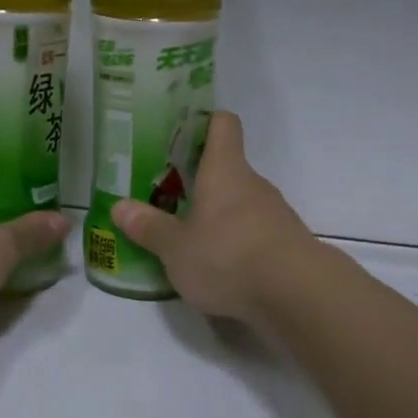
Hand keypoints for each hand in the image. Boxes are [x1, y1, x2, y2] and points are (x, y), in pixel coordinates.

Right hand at [112, 111, 315, 323]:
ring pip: (241, 203)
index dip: (204, 122)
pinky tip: (219, 267)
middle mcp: (253, 184)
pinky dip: (237, 243)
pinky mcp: (287, 244)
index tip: (181, 133)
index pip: (222, 125)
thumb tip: (119, 206)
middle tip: (168, 196)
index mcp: (224, 170)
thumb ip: (149, 227)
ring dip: (218, 215)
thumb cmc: (228, 255)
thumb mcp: (176, 247)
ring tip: (189, 238)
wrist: (298, 295)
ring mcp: (275, 214)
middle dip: (200, 181)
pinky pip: (255, 234)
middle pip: (228, 168)